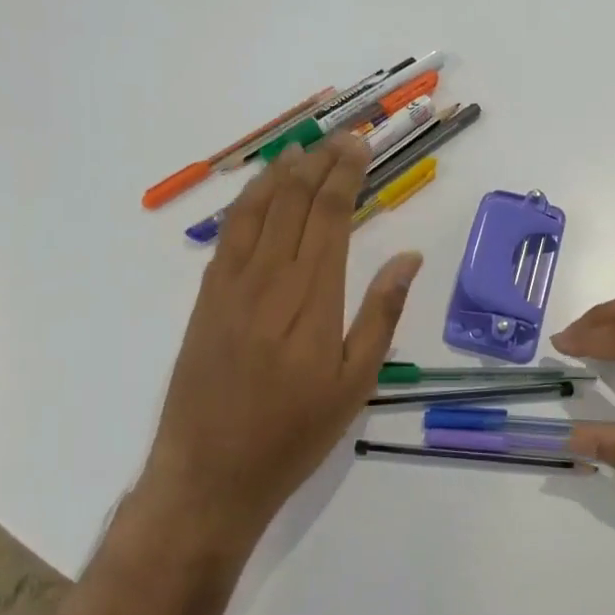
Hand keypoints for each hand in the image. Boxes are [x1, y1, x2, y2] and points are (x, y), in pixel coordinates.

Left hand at [133, 133, 421, 552]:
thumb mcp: (355, 384)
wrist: (209, 475)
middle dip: (319, 162)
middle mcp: (269, 278)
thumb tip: (409, 257)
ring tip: (303, 149)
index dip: (345, 174)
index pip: (329, 215)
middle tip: (341, 139)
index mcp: (311, 298)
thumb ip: (381, 314)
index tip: (360, 145)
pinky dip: (247, 202)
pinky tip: (259, 192)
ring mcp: (230, 285)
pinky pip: (228, 234)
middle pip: (293, 201)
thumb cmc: (293, 434)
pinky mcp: (206, 297)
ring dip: (281, 173)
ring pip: (257, 209)